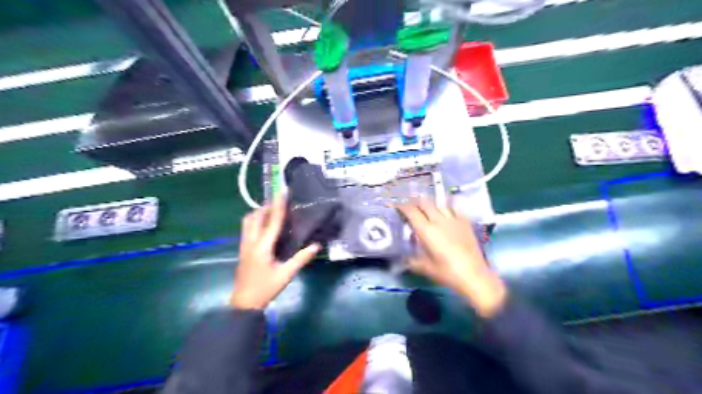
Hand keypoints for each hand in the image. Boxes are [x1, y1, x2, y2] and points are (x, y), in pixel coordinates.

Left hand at [230, 196, 320, 310]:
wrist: (244, 303)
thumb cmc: (266, 288)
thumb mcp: (286, 274)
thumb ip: (301, 258)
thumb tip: (316, 245)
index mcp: (262, 247)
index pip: (272, 221)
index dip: (278, 205)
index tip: (282, 191)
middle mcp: (251, 242)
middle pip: (255, 217)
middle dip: (266, 206)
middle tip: (279, 201)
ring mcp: (244, 245)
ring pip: (247, 221)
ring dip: (258, 213)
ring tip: (271, 211)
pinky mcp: (242, 249)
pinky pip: (247, 228)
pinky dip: (255, 221)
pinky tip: (264, 225)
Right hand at [397, 201, 507, 316]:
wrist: (474, 275)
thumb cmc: (447, 273)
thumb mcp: (425, 268)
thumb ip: (411, 260)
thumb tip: (403, 258)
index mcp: (426, 230)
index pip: (411, 211)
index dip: (402, 206)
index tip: (397, 207)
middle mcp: (439, 220)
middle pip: (424, 202)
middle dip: (415, 202)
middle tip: (411, 208)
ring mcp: (454, 219)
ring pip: (439, 204)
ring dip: (431, 205)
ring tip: (427, 210)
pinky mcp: (465, 222)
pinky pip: (453, 209)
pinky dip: (446, 209)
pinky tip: (446, 215)